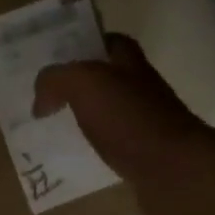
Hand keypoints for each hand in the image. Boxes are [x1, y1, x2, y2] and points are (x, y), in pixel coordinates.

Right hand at [33, 33, 209, 182]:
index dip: (85, 43)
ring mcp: (144, 124)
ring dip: (83, 117)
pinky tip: (71, 156)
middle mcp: (140, 89)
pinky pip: (111, 146)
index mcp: (130, 64)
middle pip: (106, 78)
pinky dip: (92, 149)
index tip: (56, 54)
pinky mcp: (143, 156)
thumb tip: (41, 102)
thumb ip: (56, 80)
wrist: (173, 172)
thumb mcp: (85, 83)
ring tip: (50, 126)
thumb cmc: (130, 119)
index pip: (109, 41)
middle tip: (44, 94)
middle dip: (78, 84)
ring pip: (107, 113)